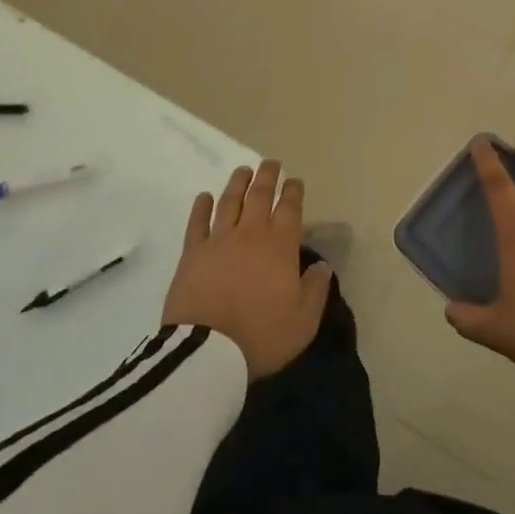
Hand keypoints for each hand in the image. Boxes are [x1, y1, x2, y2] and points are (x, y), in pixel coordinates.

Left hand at [163, 159, 333, 380]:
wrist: (208, 350)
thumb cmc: (261, 336)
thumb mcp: (303, 321)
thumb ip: (315, 289)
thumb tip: (322, 265)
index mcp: (279, 247)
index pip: (289, 209)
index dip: (293, 192)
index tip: (294, 180)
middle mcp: (249, 234)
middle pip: (259, 197)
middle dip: (267, 177)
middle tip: (270, 163)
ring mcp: (218, 240)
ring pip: (229, 202)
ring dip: (237, 183)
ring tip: (243, 170)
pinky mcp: (192, 253)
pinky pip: (197, 223)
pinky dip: (201, 207)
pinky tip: (204, 197)